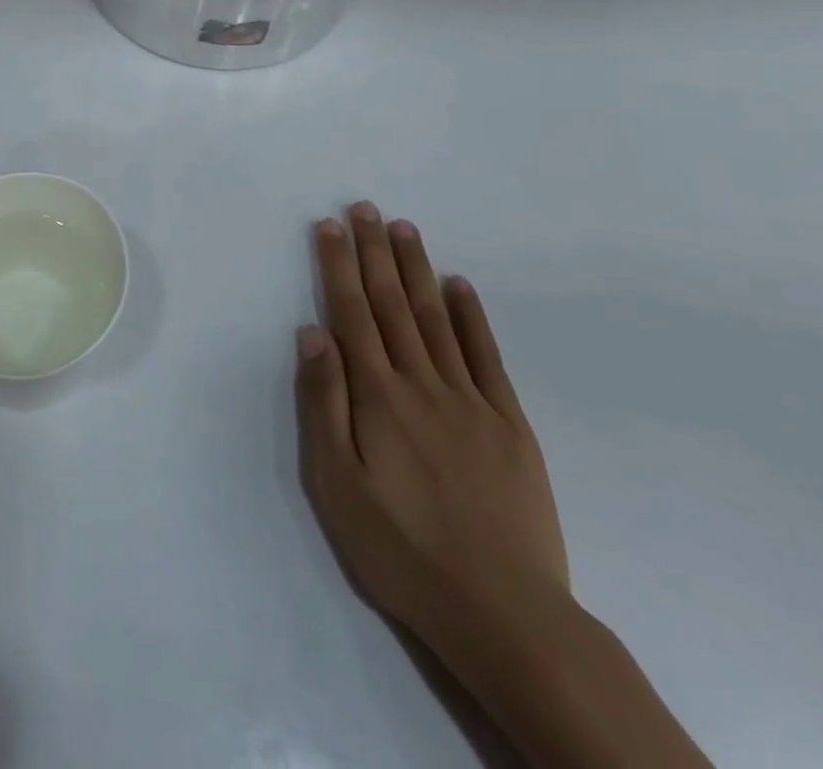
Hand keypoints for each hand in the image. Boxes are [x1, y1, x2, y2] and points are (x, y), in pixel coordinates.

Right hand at [295, 202, 569, 656]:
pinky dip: (471, 316)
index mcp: (377, 397)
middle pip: (392, 304)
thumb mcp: (337, 485)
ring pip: (436, 319)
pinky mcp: (509, 424)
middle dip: (375, 252)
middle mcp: (422, 384)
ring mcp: (470, 401)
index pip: (352, 314)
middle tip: (365, 208)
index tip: (330, 226)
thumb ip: (324, 404)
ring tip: (404, 229)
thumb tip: (313, 334)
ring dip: (417, 270)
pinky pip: (486, 357)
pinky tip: (459, 286)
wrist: (504, 613)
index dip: (338, 266)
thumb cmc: (402, 550)